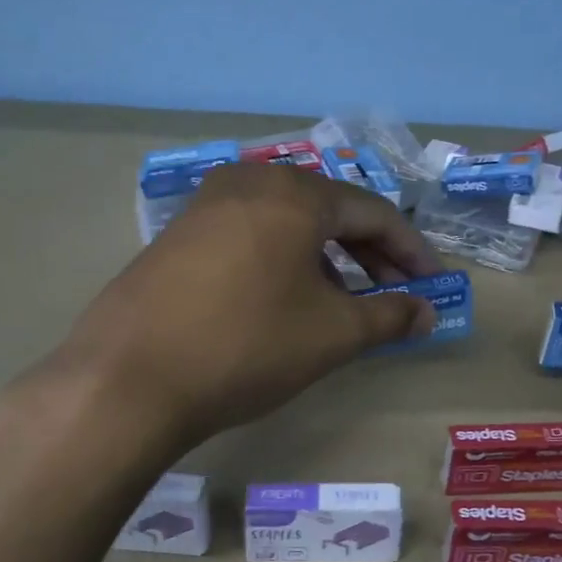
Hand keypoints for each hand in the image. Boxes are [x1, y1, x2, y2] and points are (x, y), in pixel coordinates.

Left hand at [31, 163, 440, 449]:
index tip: (433, 285)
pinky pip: (252, 233)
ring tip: (345, 302)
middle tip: (395, 294)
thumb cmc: (248, 346)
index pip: (375, 212)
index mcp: (295, 194)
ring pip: (289, 221)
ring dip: (328, 257)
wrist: (128, 380)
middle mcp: (251, 181)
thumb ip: (391, 316)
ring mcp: (207, 204)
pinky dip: (285, 259)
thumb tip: (427, 313)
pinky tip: (288, 298)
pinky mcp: (178, 233)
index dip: (411, 251)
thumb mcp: (333, 334)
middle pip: (331, 210)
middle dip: (371, 253)